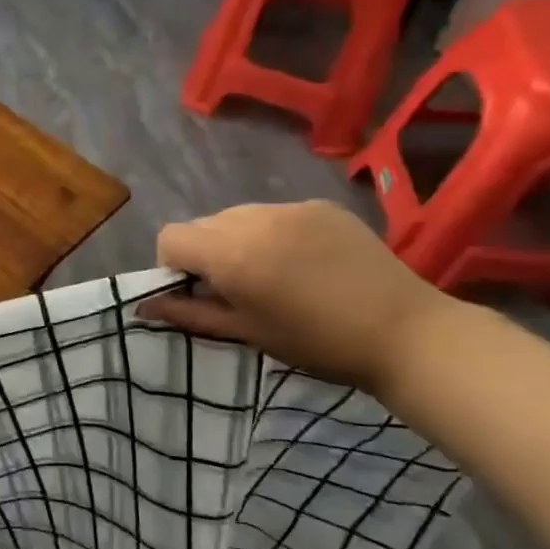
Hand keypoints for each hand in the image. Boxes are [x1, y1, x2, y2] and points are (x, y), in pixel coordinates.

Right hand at [137, 200, 448, 388]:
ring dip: (238, 241)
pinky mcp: (320, 205)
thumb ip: (189, 313)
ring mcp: (290, 206)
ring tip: (274, 275)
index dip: (173, 266)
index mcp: (230, 253)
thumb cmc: (316, 343)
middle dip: (206, 253)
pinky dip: (273, 234)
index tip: (198, 293)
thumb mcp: (245, 333)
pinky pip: (276, 214)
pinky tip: (305, 263)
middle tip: (237, 289)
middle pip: (203, 225)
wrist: (405, 332)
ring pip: (238, 217)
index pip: (170, 238)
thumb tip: (144, 307)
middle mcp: (253, 217)